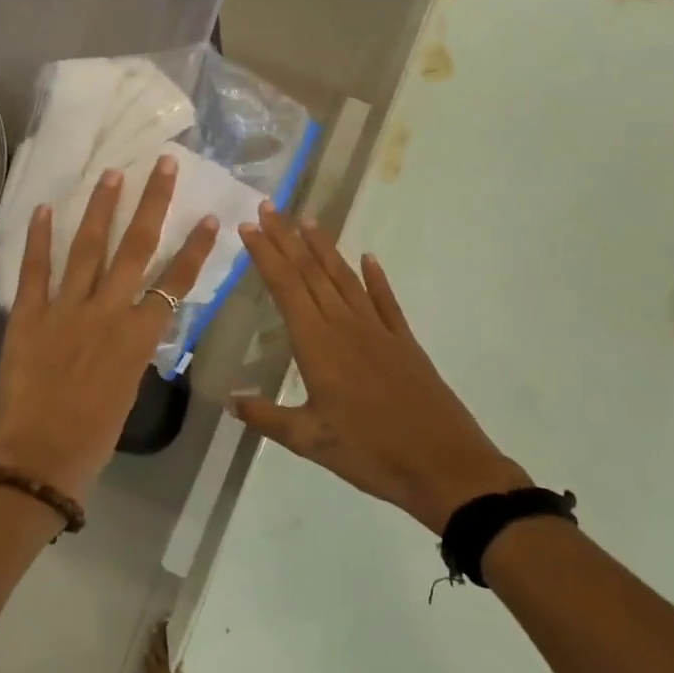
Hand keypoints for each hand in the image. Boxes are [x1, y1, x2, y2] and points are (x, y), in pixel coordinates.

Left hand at [0, 155, 218, 501]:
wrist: (39, 457)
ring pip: (88, 249)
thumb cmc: (93, 438)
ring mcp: (65, 309)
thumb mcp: (127, 391)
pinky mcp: (28, 315)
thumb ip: (131, 351)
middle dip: (151, 204)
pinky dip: (39, 238)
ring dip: (101, 209)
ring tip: (112, 174)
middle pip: (136, 249)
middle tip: (161, 165)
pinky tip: (46, 207)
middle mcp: (107, 312)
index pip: (175, 283)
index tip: (210, 218)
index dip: (195, 249)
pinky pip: (35, 270)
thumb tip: (131, 328)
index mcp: (138, 337)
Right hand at [232, 203, 529, 533]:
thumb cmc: (370, 452)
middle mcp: (346, 325)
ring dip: (324, 248)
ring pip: (345, 278)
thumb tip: (229, 400)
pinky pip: (385, 300)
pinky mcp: (404, 342)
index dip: (266, 255)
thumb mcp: (309, 440)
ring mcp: (378, 330)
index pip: (285, 287)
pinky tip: (368, 258)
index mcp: (318, 344)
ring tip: (307, 221)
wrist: (443, 464)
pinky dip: (375, 277)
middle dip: (287, 238)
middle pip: (311, 272)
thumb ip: (266, 417)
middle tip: (268, 207)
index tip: (248, 227)